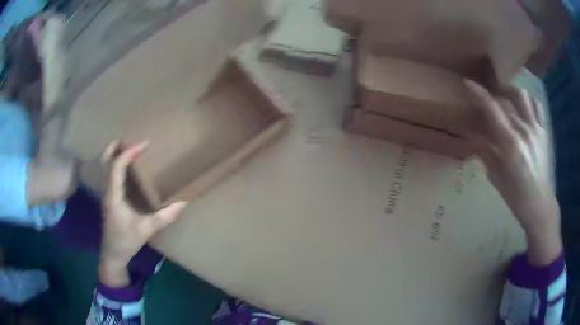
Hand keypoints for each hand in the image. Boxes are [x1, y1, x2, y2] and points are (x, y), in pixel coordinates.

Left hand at [99, 141, 186, 286]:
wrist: (113, 255)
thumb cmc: (126, 241)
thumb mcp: (146, 230)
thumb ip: (164, 217)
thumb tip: (183, 203)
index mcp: (113, 195)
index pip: (116, 165)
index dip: (129, 152)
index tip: (145, 144)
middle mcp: (108, 190)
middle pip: (106, 160)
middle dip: (117, 147)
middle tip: (133, 140)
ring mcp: (108, 194)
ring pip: (107, 166)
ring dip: (118, 154)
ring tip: (133, 150)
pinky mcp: (111, 199)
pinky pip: (112, 174)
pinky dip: (119, 165)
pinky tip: (130, 169)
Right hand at [464, 80, 561, 265]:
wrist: (539, 204)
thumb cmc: (516, 196)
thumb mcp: (496, 177)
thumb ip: (485, 153)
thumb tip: (472, 136)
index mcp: (510, 143)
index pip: (492, 109)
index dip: (479, 93)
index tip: (468, 83)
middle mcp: (523, 130)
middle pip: (506, 99)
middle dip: (493, 94)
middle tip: (488, 98)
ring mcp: (535, 128)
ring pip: (523, 96)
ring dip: (511, 92)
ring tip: (506, 98)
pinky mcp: (543, 132)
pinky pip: (537, 106)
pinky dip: (528, 101)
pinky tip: (523, 107)